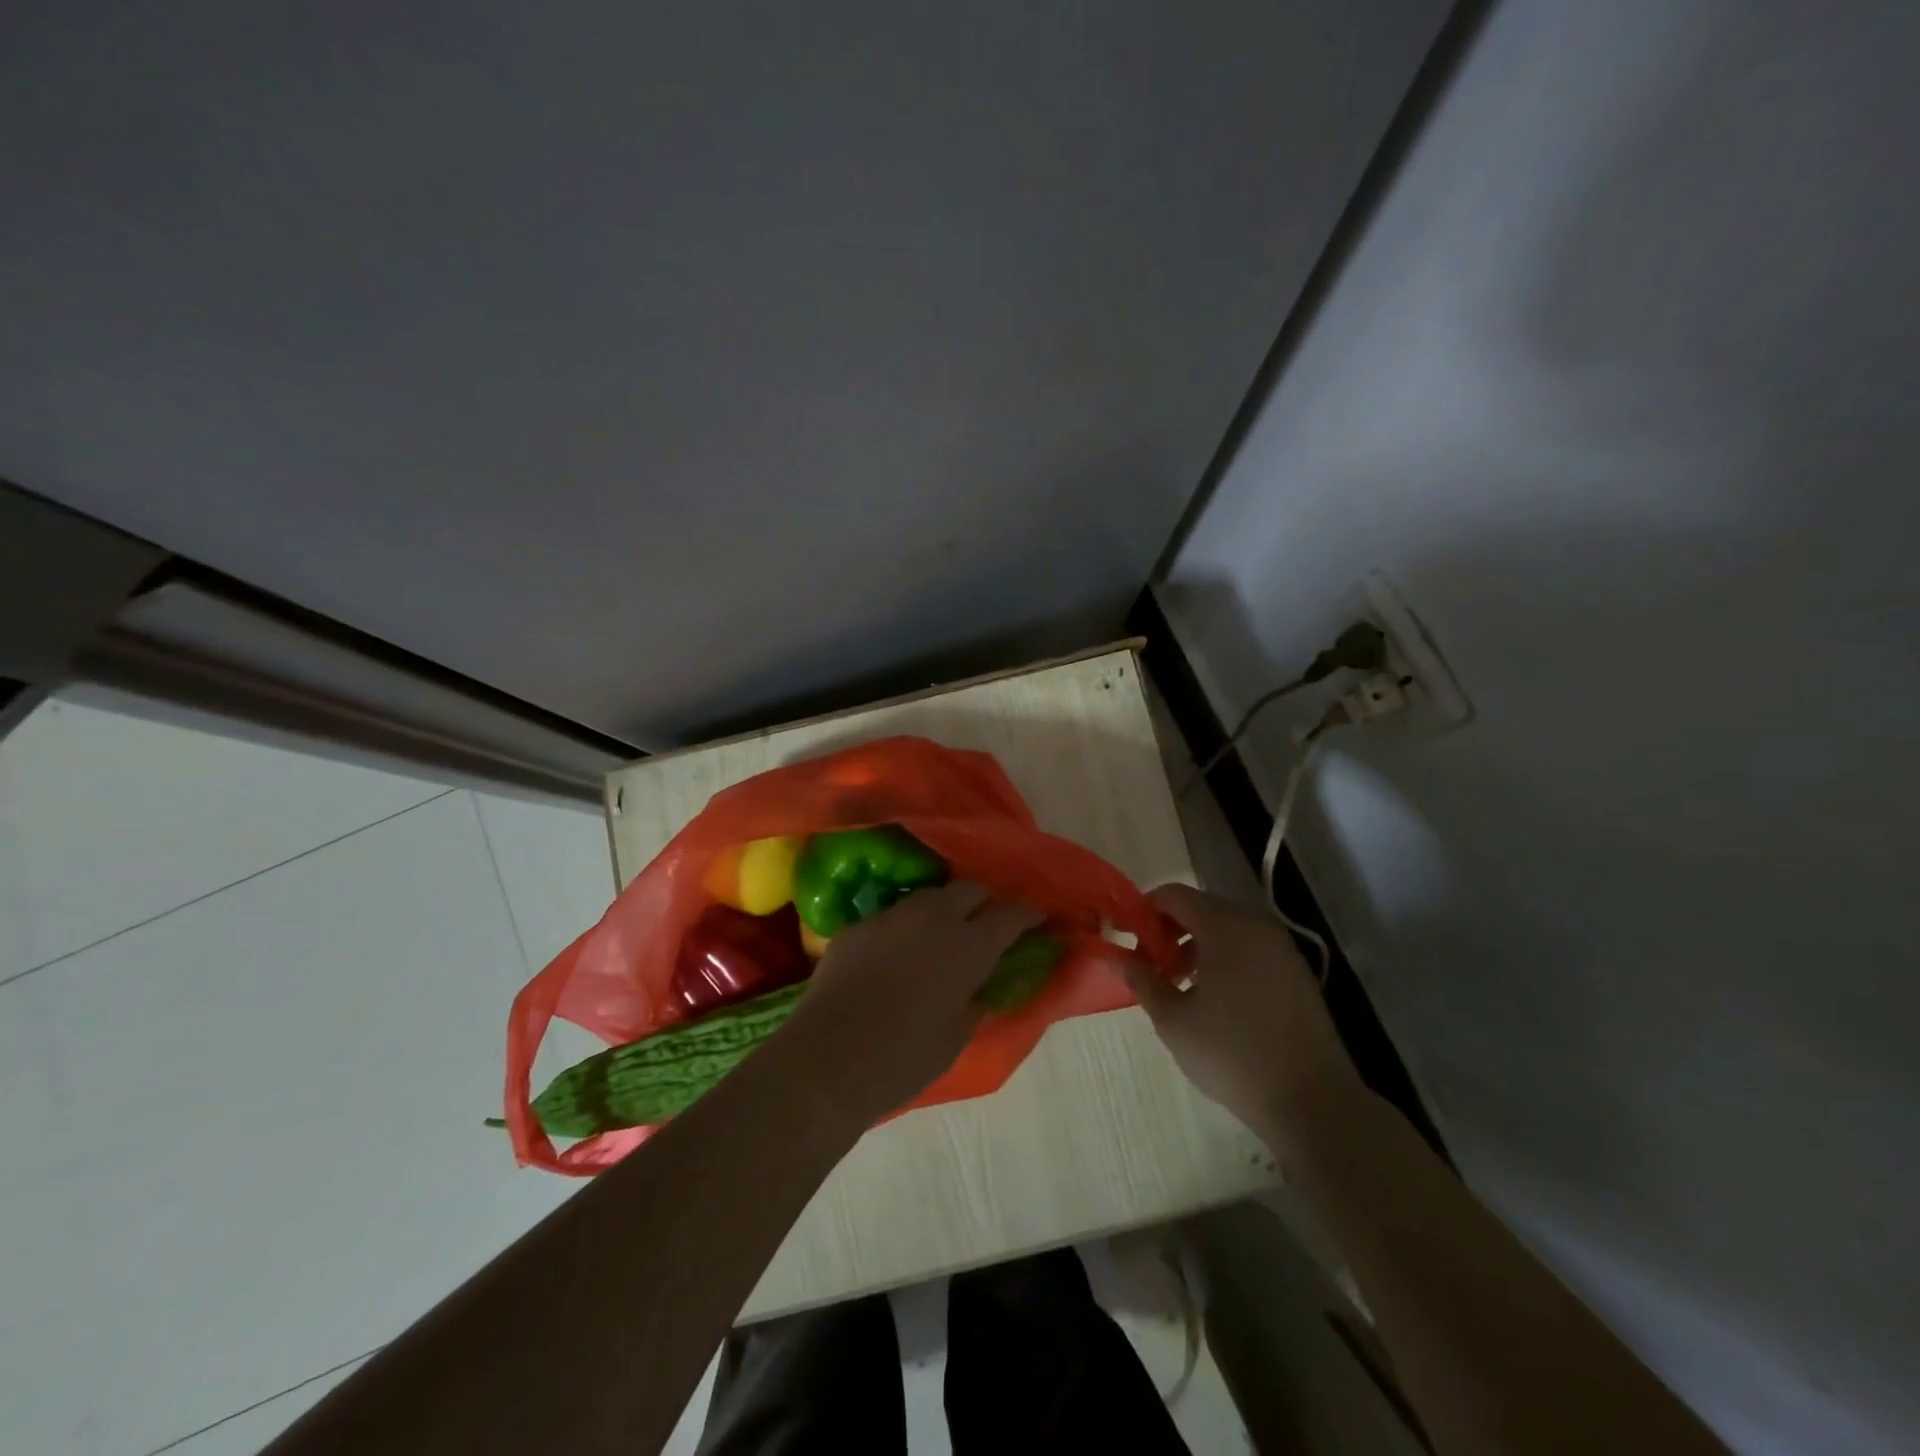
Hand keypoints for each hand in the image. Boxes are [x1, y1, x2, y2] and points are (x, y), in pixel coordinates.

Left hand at [776, 882, 1042, 1124]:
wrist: (829, 1058)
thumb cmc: (905, 1058)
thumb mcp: (956, 1036)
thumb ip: (975, 1001)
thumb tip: (981, 986)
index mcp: (969, 946)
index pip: (1011, 914)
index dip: (1028, 914)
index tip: (1037, 918)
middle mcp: (935, 918)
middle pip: (971, 889)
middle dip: (986, 900)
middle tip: (989, 922)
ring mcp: (893, 916)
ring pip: (930, 896)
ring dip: (946, 908)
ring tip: (944, 931)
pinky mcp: (859, 925)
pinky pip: (894, 916)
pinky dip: (907, 927)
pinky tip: (899, 951)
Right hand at [1122, 884, 1359, 1141]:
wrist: (1311, 1099)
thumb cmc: (1232, 1053)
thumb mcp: (1174, 1021)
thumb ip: (1143, 982)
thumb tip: (1118, 960)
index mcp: (1224, 926)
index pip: (1174, 895)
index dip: (1145, 910)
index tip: (1128, 938)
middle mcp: (1255, 925)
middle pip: (1201, 908)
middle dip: (1171, 931)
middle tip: (1153, 966)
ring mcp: (1281, 947)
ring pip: (1227, 929)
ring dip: (1198, 946)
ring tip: (1181, 986)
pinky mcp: (1297, 972)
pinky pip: (1250, 949)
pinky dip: (1226, 959)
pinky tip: (1217, 999)